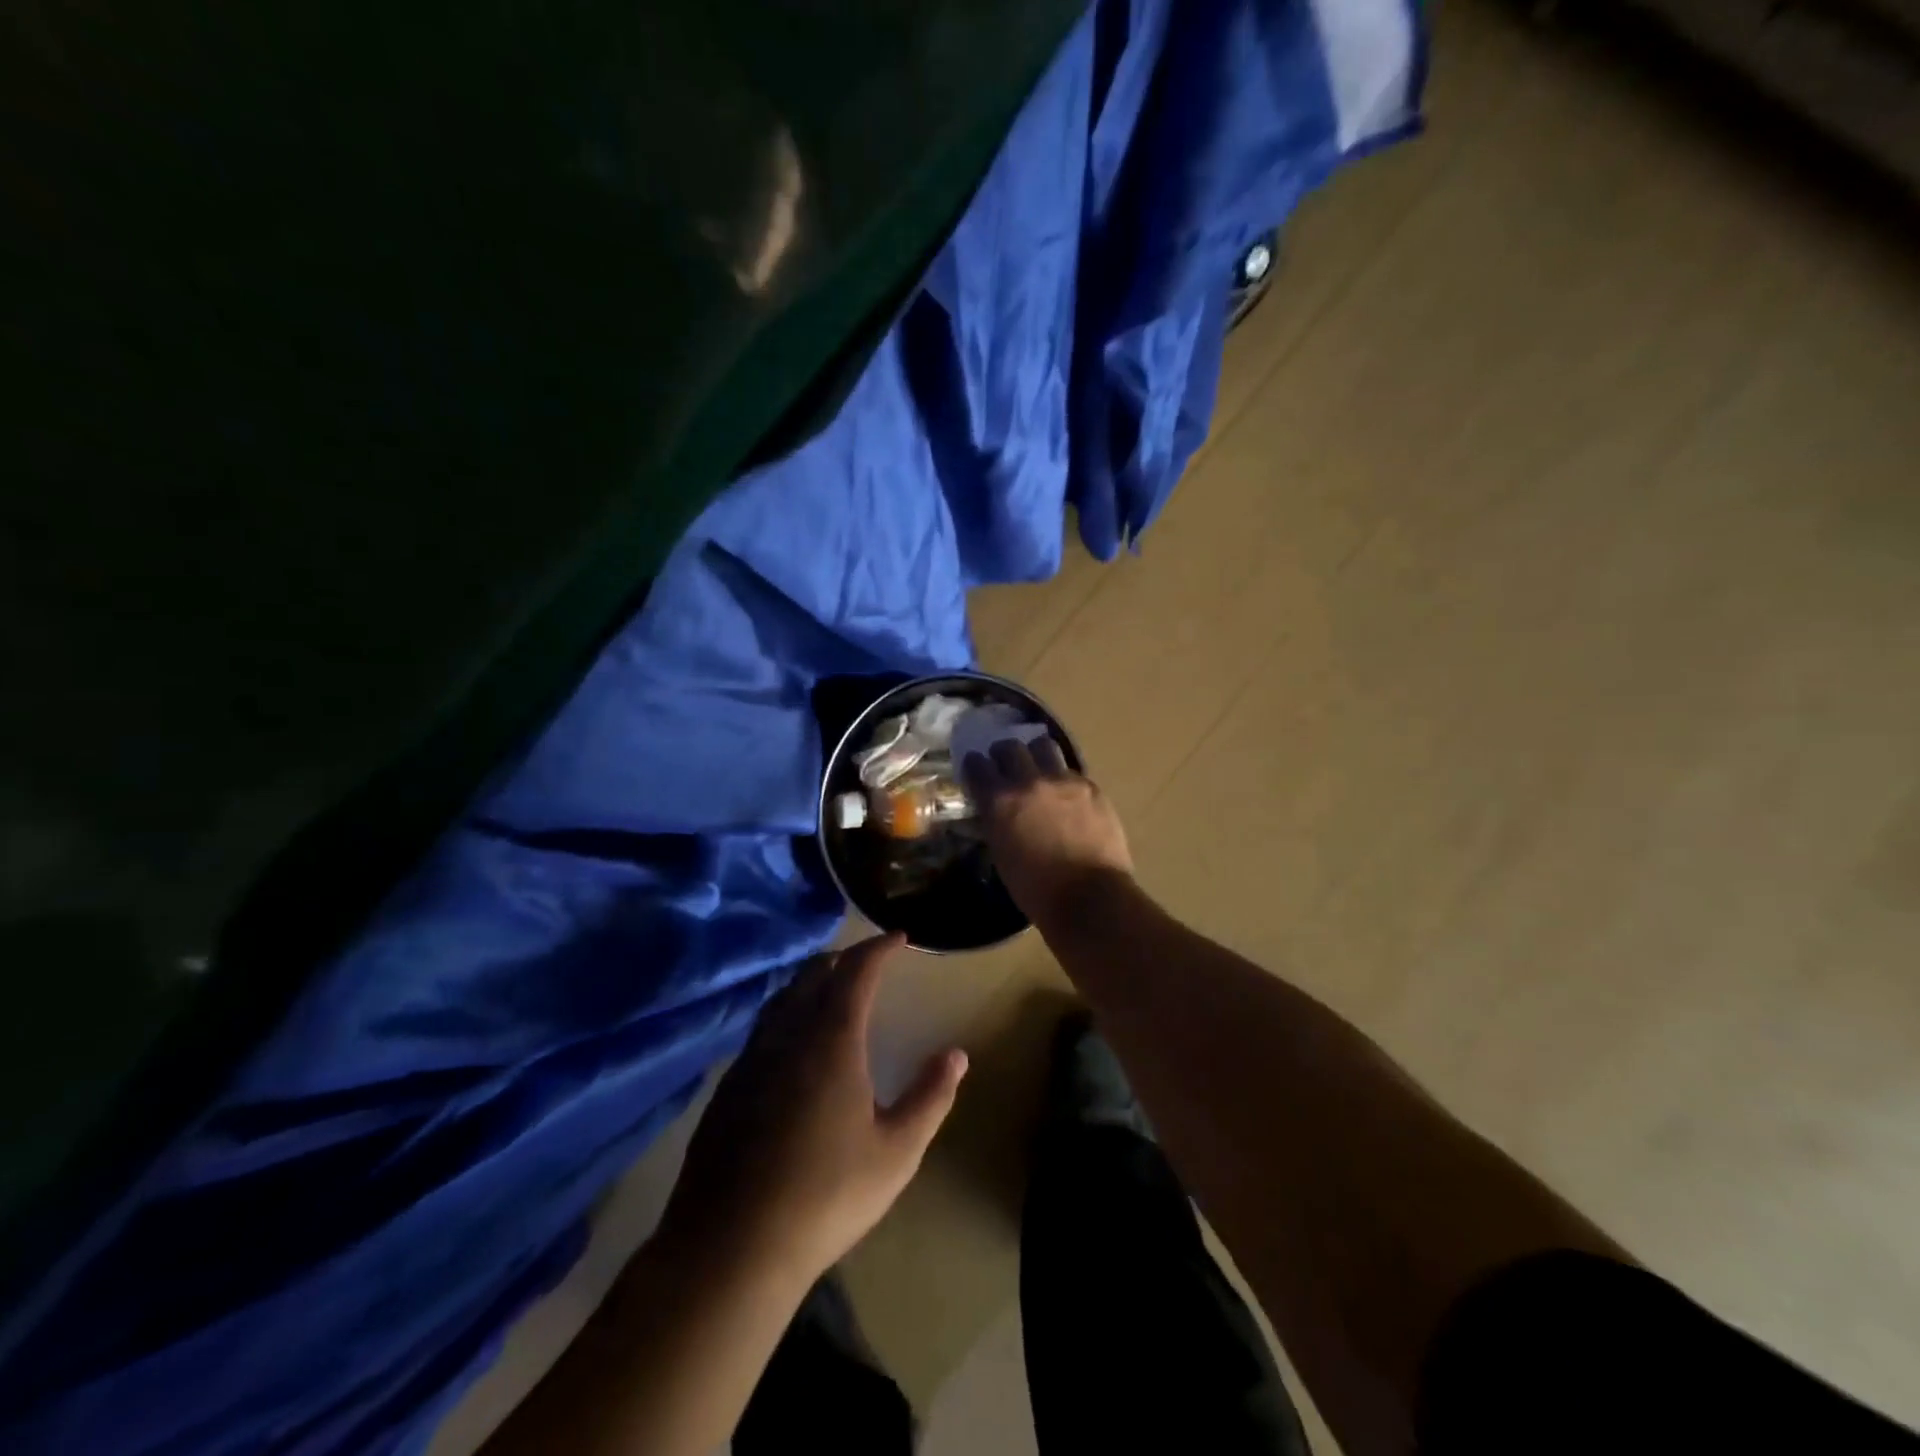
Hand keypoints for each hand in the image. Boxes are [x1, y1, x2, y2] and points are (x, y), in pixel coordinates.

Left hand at [659, 935, 966, 1285]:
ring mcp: (750, 1060)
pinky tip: (791, 1046)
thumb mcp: (896, 1152)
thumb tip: (957, 1055)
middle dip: (843, 959)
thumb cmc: (826, 1196)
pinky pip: (762, 1030)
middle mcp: (787, 1035)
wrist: (730, 1248)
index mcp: (831, 1040)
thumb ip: (930, 1097)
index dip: (879, 948)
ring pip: (782, 999)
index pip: (856, 971)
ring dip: (810, 984)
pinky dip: (785, 1016)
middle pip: (813, 974)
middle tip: (866, 962)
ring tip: (830, 992)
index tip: (899, 937)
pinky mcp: (727, 1088)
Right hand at [962, 737, 1133, 926]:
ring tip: (1038, 770)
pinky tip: (1067, 795)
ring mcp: (1063, 781)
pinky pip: (1071, 771)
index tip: (976, 769)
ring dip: (1035, 754)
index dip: (974, 766)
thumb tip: (995, 810)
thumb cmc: (1036, 889)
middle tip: (1005, 765)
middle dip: (1003, 754)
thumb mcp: (1001, 854)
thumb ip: (995, 822)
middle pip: (1009, 747)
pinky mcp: (1091, 787)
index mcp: (1000, 801)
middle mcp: (1029, 782)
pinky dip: (1063, 778)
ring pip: (1044, 746)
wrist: (1090, 897)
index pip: (977, 765)